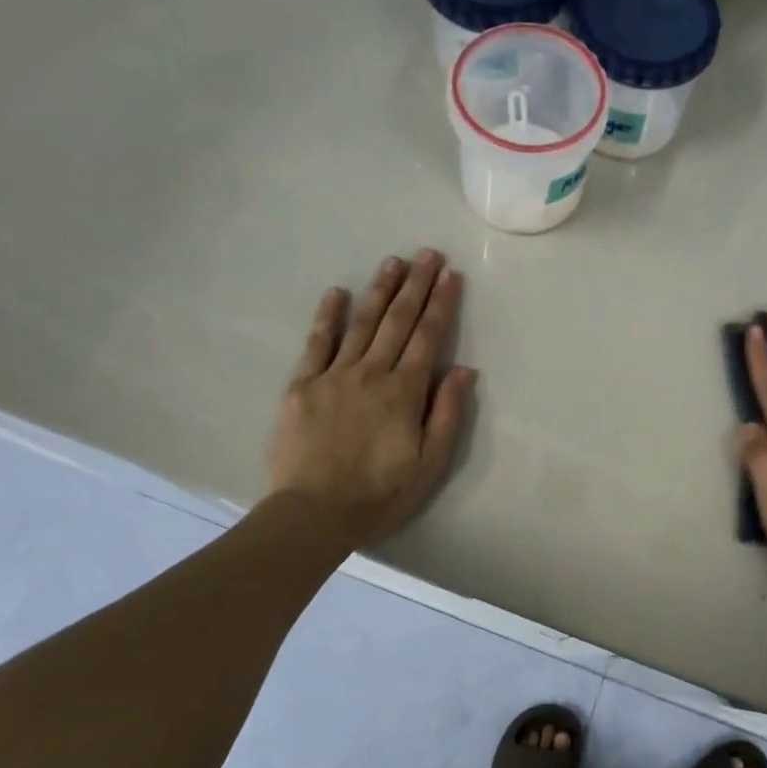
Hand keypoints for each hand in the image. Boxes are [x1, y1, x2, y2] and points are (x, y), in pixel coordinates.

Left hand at [268, 250, 475, 549]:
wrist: (314, 513)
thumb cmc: (380, 494)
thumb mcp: (429, 464)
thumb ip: (446, 414)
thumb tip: (464, 370)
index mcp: (403, 392)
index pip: (428, 338)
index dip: (440, 304)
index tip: (450, 275)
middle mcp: (371, 373)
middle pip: (397, 321)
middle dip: (415, 285)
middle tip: (427, 254)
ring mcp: (334, 376)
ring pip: (361, 324)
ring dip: (379, 291)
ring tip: (393, 262)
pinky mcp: (303, 386)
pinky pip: (317, 343)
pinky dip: (328, 316)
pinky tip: (337, 292)